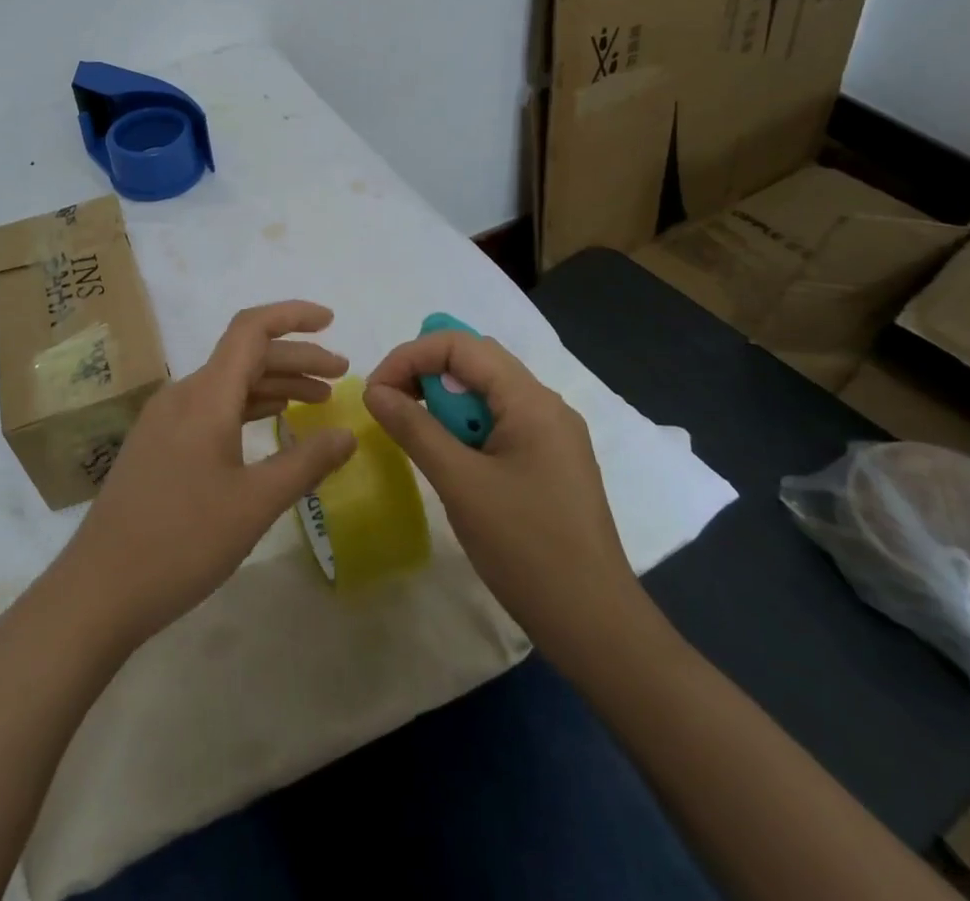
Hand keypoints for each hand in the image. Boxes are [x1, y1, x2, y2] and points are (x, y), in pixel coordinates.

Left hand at [61, 301, 357, 646]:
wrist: (99, 589)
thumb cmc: (182, 542)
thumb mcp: (255, 503)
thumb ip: (306, 463)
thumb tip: (348, 434)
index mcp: (205, 395)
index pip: (251, 329)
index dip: (293, 316)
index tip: (332, 322)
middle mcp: (183, 395)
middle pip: (245, 356)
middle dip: (296, 359)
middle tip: (341, 376)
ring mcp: (165, 419)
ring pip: (228, 383)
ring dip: (274, 384)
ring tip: (317, 400)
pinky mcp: (158, 444)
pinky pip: (211, 407)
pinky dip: (248, 407)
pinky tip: (272, 422)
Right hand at [363, 330, 647, 665]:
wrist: (595, 625)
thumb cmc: (526, 548)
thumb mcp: (460, 484)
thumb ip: (414, 429)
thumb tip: (374, 391)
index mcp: (531, 400)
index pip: (461, 345)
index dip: (410, 356)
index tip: (377, 392)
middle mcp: (545, 405)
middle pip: (475, 361)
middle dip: (425, 373)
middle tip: (391, 408)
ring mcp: (552, 434)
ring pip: (486, 392)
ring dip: (444, 402)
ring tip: (416, 435)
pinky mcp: (549, 461)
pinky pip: (498, 421)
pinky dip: (464, 427)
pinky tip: (450, 458)